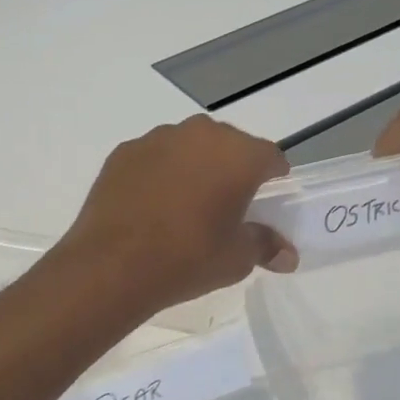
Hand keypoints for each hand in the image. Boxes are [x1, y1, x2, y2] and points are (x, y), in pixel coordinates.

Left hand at [61, 115, 296, 314]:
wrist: (112, 265)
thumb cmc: (188, 258)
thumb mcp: (236, 259)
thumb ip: (265, 246)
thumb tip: (288, 256)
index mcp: (238, 154)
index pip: (270, 158)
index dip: (273, 180)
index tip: (266, 204)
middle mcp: (200, 134)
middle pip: (229, 146)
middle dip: (232, 170)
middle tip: (226, 207)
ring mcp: (157, 139)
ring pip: (189, 147)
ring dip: (195, 168)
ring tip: (186, 207)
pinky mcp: (124, 152)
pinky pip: (155, 158)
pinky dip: (160, 174)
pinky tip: (151, 206)